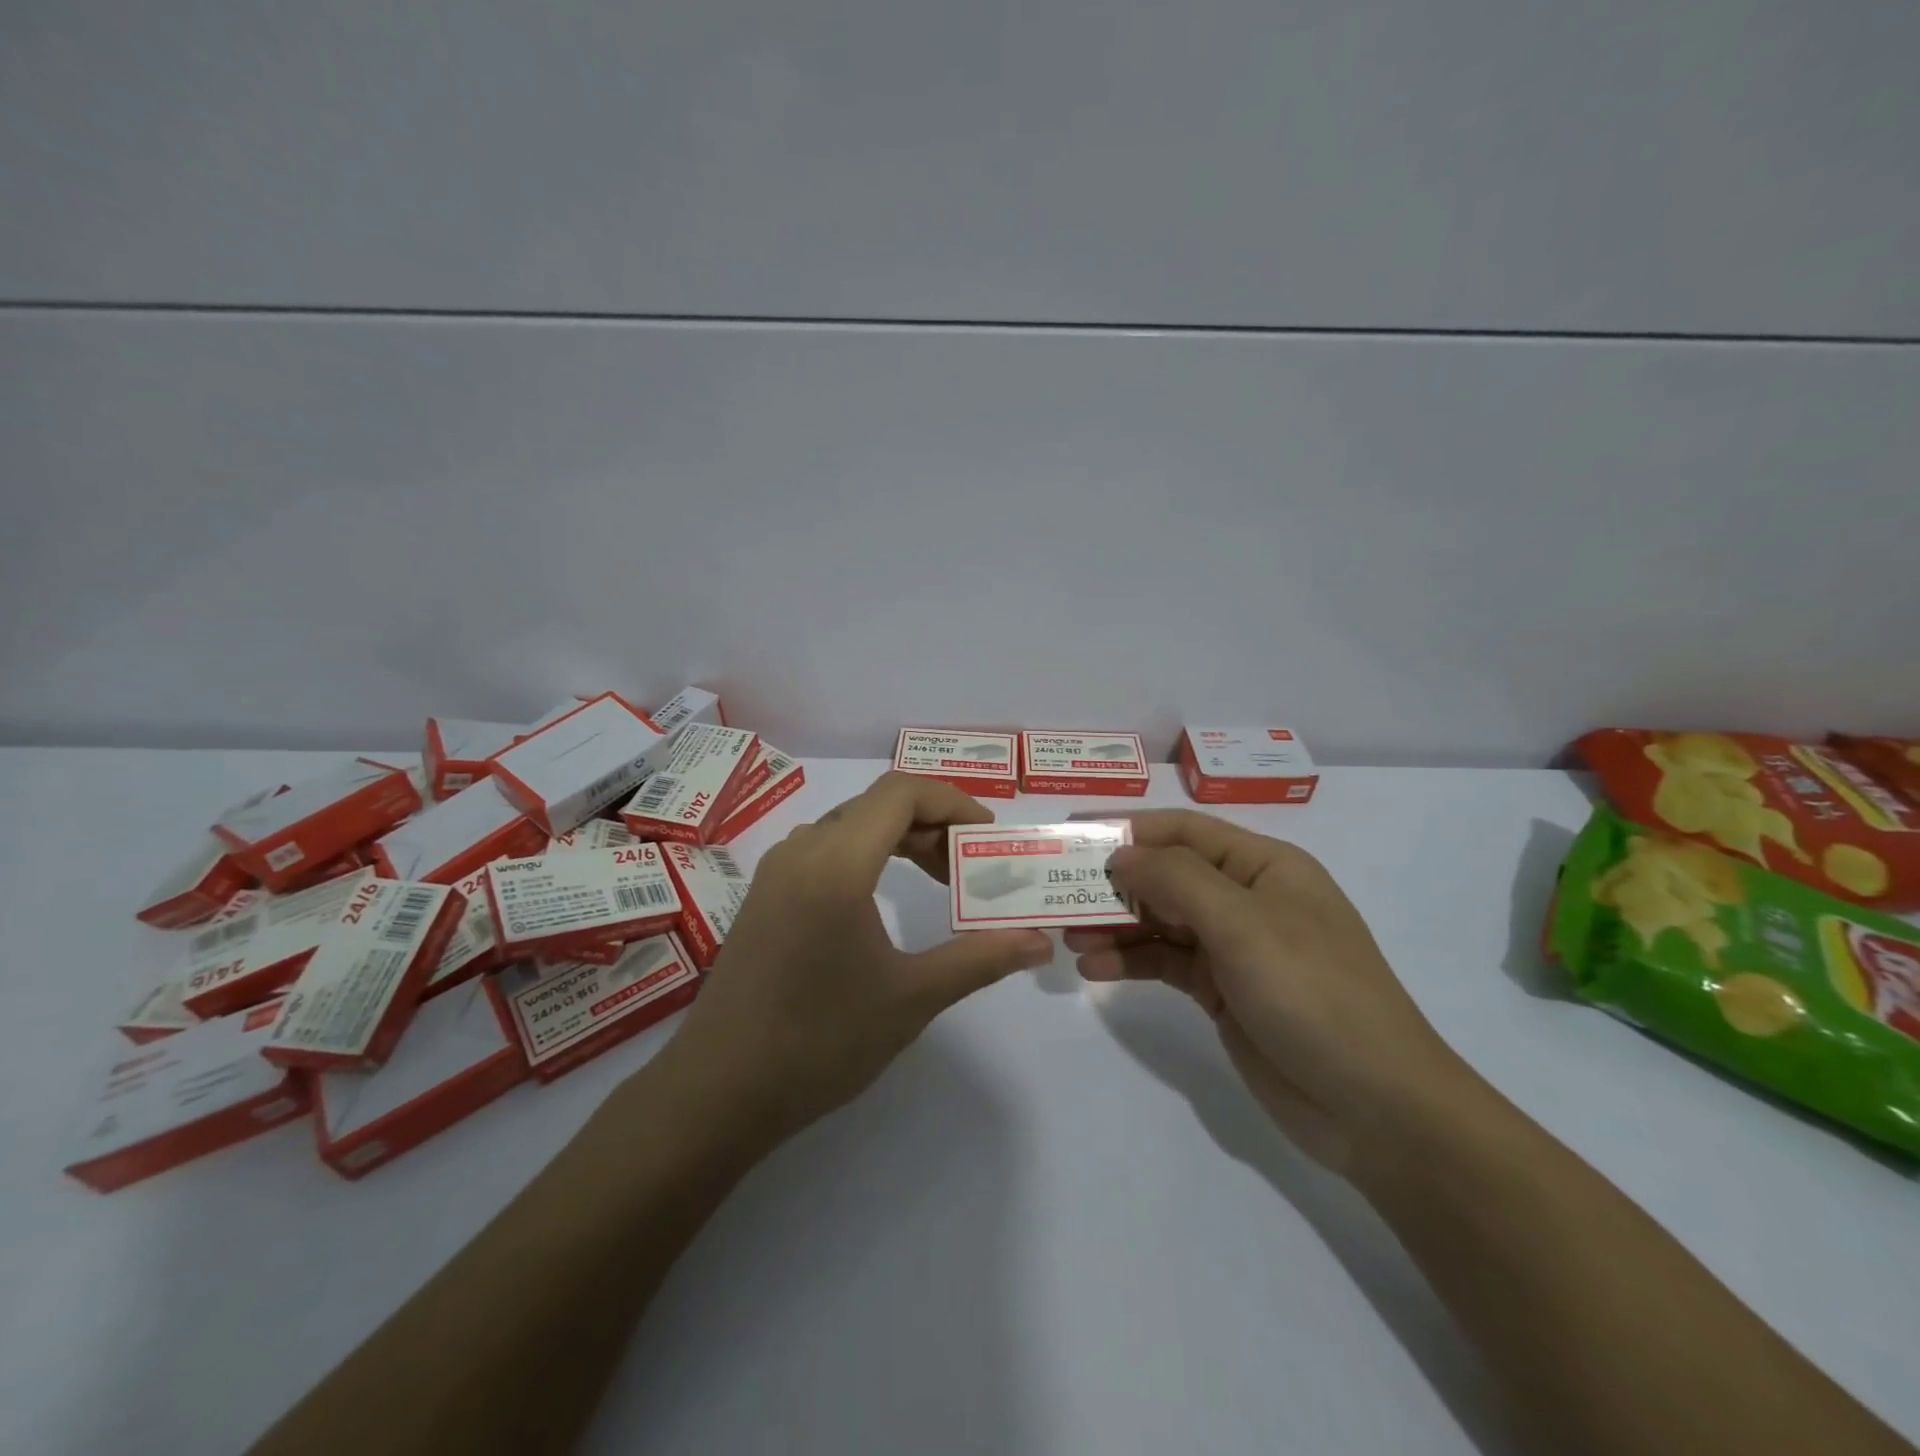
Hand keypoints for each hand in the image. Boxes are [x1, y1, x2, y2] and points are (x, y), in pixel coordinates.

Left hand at [664, 772, 1053, 1141]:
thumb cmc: (819, 1042)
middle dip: (934, 824)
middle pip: (878, 805)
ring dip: (901, 839)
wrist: (716, 1093)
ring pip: (851, 825)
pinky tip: (884, 900)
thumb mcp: (911, 999)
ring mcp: (776, 871)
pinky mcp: (764, 895)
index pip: (902, 792)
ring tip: (939, 880)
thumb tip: (1041, 942)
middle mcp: (802, 851)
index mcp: (836, 864)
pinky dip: (869, 856)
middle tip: (973, 867)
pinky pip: (826, 850)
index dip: (954, 802)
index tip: (989, 840)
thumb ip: (981, 959)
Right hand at [1066, 810, 1466, 1170]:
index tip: (1072, 836)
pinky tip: (1096, 968)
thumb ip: (1176, 879)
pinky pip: (1166, 962)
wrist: (1375, 1106)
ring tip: (1069, 936)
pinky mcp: (1222, 991)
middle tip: (1058, 893)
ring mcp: (1234, 947)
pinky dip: (1132, 961)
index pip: (1184, 831)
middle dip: (1115, 882)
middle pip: (1167, 875)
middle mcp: (1247, 898)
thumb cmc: (1313, 993)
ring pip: (1161, 920)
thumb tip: (1120, 854)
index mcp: (1264, 866)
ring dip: (1116, 924)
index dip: (1128, 830)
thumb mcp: (1244, 923)